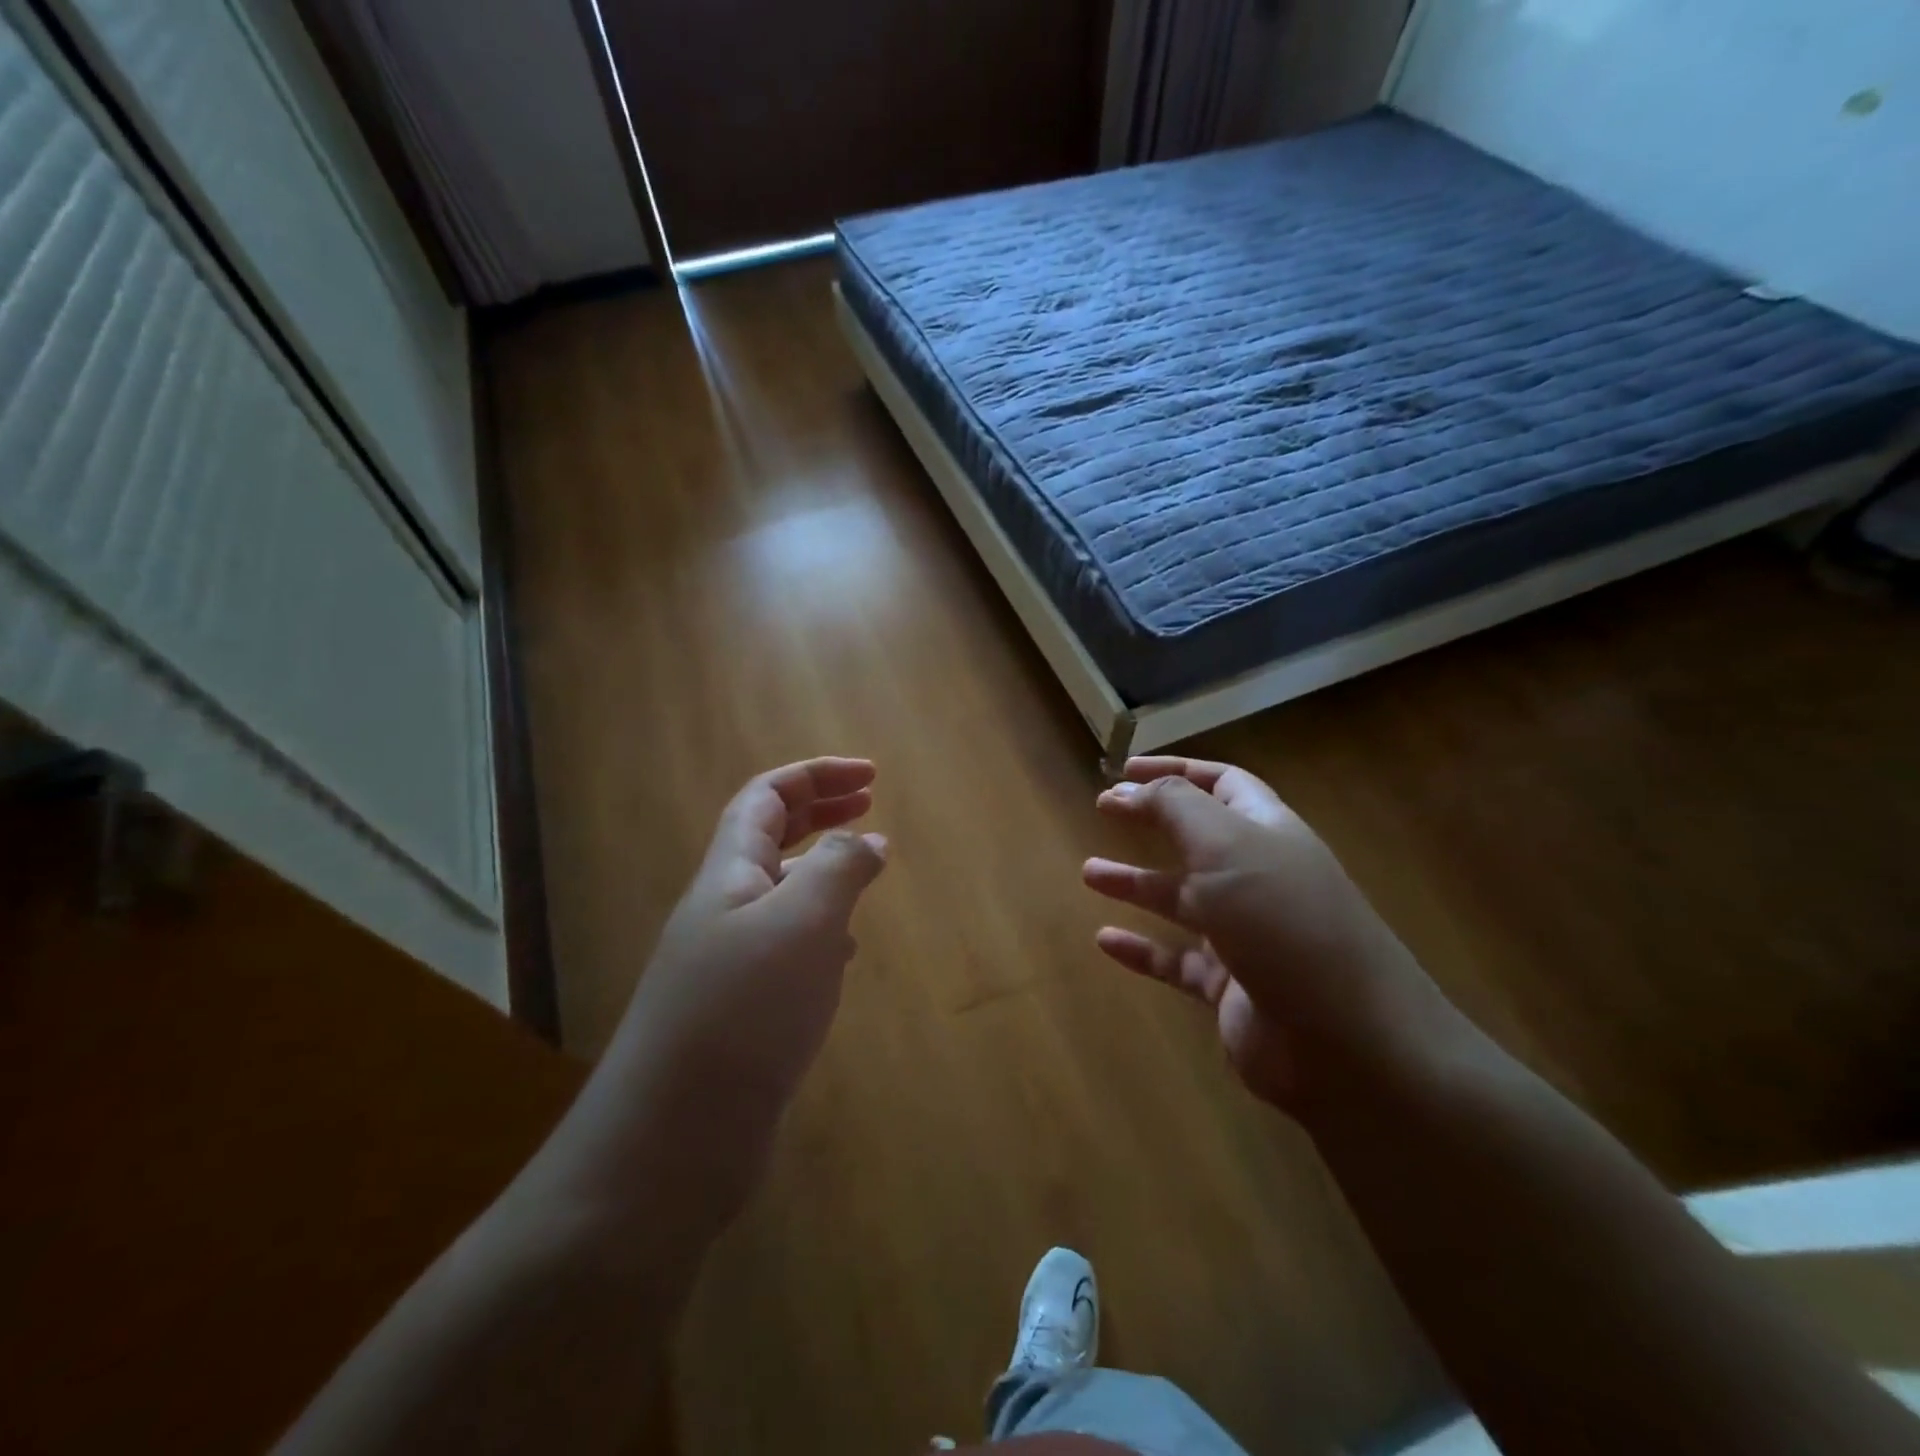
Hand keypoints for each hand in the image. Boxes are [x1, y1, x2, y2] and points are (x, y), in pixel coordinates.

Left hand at [597, 758, 886, 1207]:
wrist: (672, 1141)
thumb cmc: (742, 1012)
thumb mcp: (803, 923)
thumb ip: (839, 869)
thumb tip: (868, 840)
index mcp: (730, 875)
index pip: (766, 796)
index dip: (816, 775)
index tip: (872, 776)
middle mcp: (723, 910)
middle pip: (771, 837)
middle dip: (821, 812)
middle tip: (871, 805)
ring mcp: (729, 963)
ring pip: (781, 893)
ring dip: (823, 871)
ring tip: (865, 873)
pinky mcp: (742, 1012)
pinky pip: (787, 948)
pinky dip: (821, 932)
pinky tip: (843, 955)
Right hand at [1083, 756, 1453, 1112]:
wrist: (1347, 1042)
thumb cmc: (1284, 923)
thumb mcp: (1226, 847)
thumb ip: (1175, 807)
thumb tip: (1128, 786)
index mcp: (1268, 832)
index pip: (1222, 784)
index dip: (1175, 771)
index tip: (1124, 769)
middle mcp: (1259, 877)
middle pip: (1199, 838)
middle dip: (1153, 820)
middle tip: (1104, 810)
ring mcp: (1247, 935)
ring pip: (1183, 899)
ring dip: (1136, 883)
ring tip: (1089, 873)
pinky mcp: (1231, 987)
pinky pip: (1176, 960)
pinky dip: (1142, 950)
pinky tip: (1105, 941)